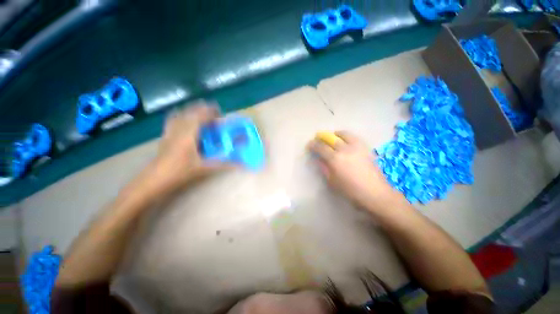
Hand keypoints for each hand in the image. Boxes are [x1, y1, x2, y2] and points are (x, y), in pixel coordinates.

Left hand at [147, 101, 229, 193]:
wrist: (154, 181)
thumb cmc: (180, 173)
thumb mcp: (205, 168)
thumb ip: (223, 164)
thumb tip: (241, 163)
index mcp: (188, 134)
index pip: (200, 117)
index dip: (210, 111)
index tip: (219, 110)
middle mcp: (178, 129)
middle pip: (189, 113)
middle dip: (201, 109)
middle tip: (212, 113)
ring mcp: (169, 132)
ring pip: (180, 115)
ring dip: (191, 112)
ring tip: (200, 114)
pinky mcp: (164, 137)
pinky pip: (173, 121)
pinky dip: (180, 117)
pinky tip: (184, 122)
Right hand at [308, 131, 401, 210]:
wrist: (374, 193)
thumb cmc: (350, 190)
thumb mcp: (332, 181)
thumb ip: (324, 168)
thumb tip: (319, 159)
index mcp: (335, 159)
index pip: (321, 147)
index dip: (313, 145)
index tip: (309, 144)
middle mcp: (345, 149)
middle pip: (331, 138)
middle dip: (323, 137)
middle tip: (319, 138)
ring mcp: (357, 147)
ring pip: (344, 134)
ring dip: (335, 134)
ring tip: (333, 136)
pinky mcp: (366, 148)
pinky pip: (355, 137)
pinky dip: (347, 136)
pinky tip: (346, 141)